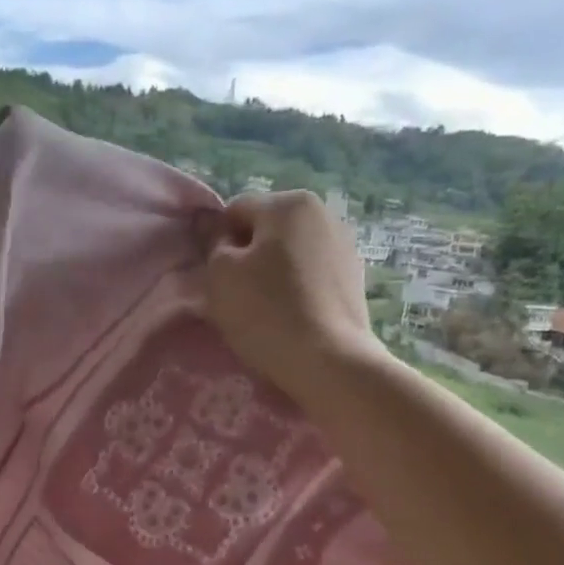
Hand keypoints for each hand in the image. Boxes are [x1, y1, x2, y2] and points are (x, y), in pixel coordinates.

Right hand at [199, 192, 384, 401]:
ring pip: (289, 252)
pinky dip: (297, 287)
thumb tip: (207, 220)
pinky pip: (311, 273)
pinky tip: (292, 315)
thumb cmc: (266, 311)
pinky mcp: (355, 277)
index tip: (217, 278)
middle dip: (248, 255)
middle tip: (238, 295)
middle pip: (265, 229)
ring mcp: (345, 244)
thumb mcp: (220, 274)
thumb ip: (212, 240)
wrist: (328, 361)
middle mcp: (324, 213)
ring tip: (266, 308)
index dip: (218, 244)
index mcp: (289, 203)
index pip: (234, 212)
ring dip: (273, 272)